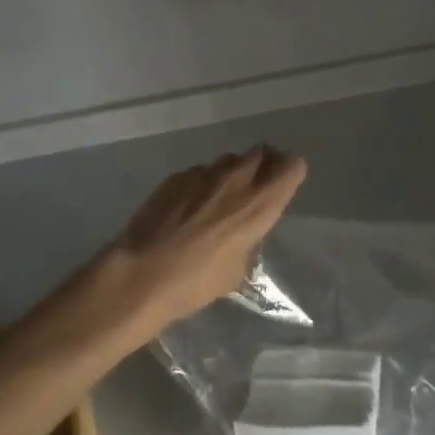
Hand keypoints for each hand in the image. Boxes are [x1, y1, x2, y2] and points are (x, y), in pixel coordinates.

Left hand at [96, 145, 307, 335]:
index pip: (292, 166)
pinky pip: (200, 172)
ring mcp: (204, 173)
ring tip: (217, 200)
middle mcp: (236, 179)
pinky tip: (187, 209)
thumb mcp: (236, 270)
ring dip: (231, 174)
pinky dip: (201, 184)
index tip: (283, 185)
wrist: (141, 273)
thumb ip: (247, 241)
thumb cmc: (196, 281)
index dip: (290, 172)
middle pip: (261, 152)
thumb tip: (242, 234)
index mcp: (259, 204)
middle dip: (263, 165)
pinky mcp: (177, 175)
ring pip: (229, 160)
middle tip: (254, 187)